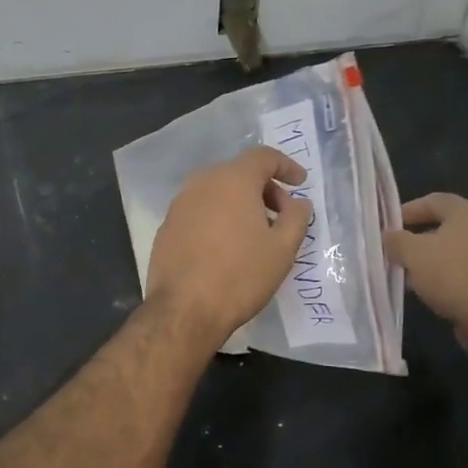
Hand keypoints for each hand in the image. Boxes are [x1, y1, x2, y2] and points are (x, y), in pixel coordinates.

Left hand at [146, 147, 311, 349]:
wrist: (184, 310)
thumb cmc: (240, 275)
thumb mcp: (282, 249)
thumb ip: (296, 217)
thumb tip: (299, 202)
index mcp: (233, 179)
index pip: (264, 157)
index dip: (286, 166)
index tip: (300, 183)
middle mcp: (203, 182)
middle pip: (239, 172)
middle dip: (265, 188)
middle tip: (281, 216)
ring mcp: (180, 203)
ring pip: (217, 191)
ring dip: (240, 203)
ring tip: (255, 233)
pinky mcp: (167, 225)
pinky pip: (200, 209)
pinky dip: (218, 216)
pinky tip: (226, 246)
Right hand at [383, 193, 467, 353]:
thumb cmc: (452, 274)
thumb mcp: (412, 253)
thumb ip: (396, 240)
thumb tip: (388, 236)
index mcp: (467, 212)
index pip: (432, 200)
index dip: (407, 210)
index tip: (388, 225)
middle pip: (442, 226)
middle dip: (415, 238)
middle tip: (394, 250)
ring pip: (450, 251)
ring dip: (427, 260)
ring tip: (405, 274)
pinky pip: (460, 271)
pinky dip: (442, 276)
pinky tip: (426, 290)